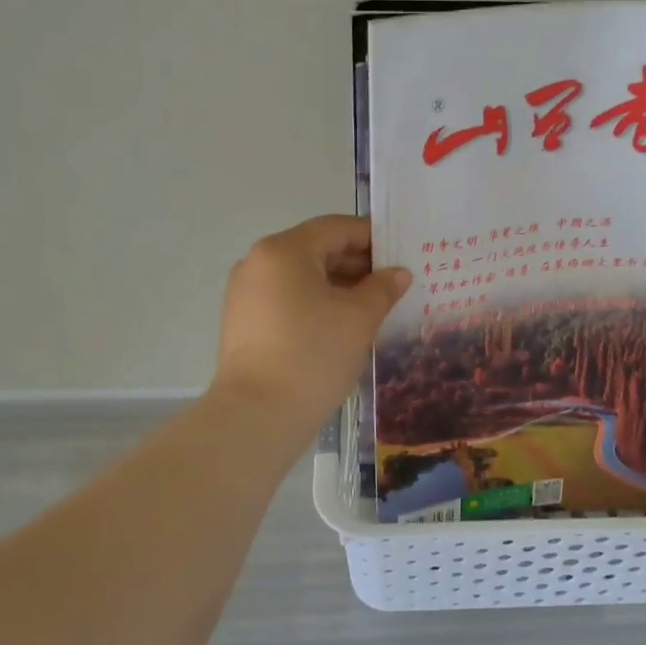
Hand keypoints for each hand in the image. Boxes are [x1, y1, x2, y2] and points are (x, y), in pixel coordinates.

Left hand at [212, 215, 410, 428]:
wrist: (256, 416)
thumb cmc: (313, 354)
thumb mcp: (359, 318)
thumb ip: (382, 288)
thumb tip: (397, 273)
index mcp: (284, 250)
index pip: (336, 228)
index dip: (373, 237)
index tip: (402, 254)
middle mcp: (258, 262)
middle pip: (317, 249)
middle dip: (357, 264)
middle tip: (393, 284)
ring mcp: (245, 293)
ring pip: (301, 276)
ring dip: (338, 285)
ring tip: (372, 306)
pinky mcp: (243, 322)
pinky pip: (286, 299)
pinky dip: (315, 303)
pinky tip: (341, 325)